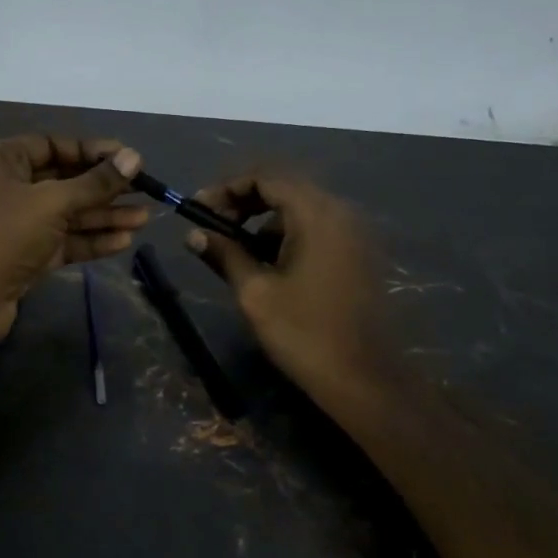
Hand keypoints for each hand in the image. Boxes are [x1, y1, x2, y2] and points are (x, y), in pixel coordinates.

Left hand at [0, 134, 147, 356]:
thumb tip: (134, 158)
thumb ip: (95, 182)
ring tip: (144, 218)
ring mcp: (17, 224)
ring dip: (104, 216)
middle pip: (64, 180)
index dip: (91, 151)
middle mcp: (8, 188)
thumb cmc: (4, 235)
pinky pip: (64, 240)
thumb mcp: (53, 202)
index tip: (128, 159)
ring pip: (68, 214)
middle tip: (144, 190)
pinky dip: (91, 240)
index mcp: (2, 161)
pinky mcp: (26, 255)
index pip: (53, 145)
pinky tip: (123, 240)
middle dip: (104, 188)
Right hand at [185, 172, 384, 399]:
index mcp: (316, 214)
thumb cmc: (304, 333)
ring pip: (300, 208)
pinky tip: (267, 265)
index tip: (198, 209)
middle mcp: (340, 212)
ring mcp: (354, 233)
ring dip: (263, 220)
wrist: (364, 380)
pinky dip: (286, 235)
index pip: (266, 177)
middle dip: (243, 201)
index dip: (227, 187)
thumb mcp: (255, 292)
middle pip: (284, 187)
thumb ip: (224, 253)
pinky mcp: (357, 254)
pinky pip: (316, 228)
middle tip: (212, 225)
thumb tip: (193, 233)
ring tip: (234, 250)